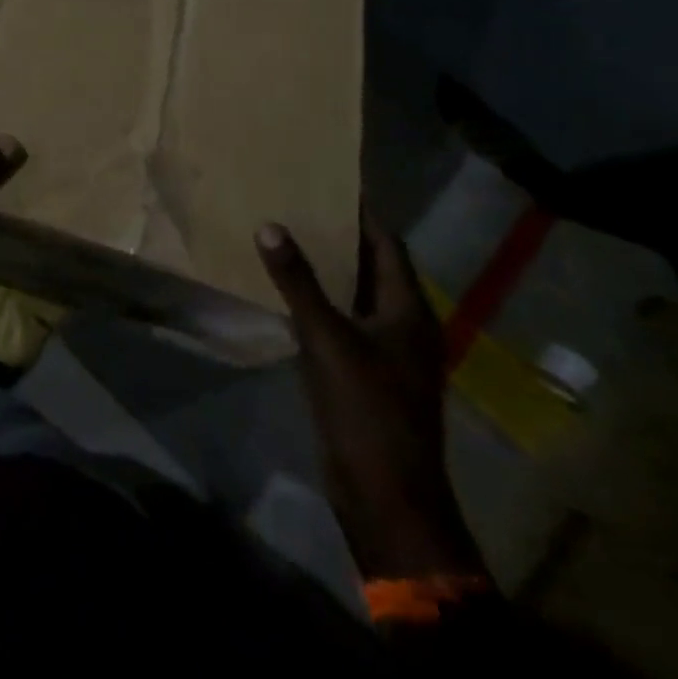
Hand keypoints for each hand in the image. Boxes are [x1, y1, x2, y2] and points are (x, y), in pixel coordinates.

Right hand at [258, 216, 485, 582]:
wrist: (386, 496)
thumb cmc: (366, 410)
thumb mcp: (326, 339)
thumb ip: (298, 282)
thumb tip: (270, 225)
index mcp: (408, 311)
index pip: (387, 245)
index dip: (363, 213)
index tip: (331, 182)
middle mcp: (404, 326)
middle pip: (374, 267)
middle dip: (341, 236)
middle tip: (299, 202)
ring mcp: (389, 354)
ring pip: (357, 296)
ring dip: (329, 269)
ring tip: (289, 236)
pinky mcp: (369, 376)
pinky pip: (345, 323)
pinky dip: (322, 301)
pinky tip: (290, 292)